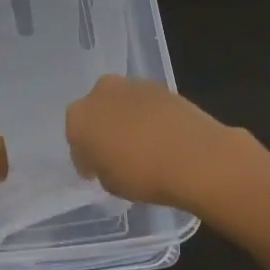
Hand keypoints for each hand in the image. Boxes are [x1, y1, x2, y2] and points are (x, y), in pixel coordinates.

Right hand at [65, 75, 245, 210]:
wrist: (195, 157)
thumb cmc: (142, 175)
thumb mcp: (110, 184)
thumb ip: (101, 167)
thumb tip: (107, 161)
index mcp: (78, 118)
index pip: (75, 139)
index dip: (85, 157)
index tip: (95, 172)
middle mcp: (99, 93)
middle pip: (96, 113)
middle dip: (102, 130)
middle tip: (116, 154)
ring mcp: (131, 85)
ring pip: (120, 105)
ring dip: (125, 121)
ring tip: (142, 146)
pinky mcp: (160, 86)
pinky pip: (145, 104)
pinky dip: (148, 117)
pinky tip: (161, 137)